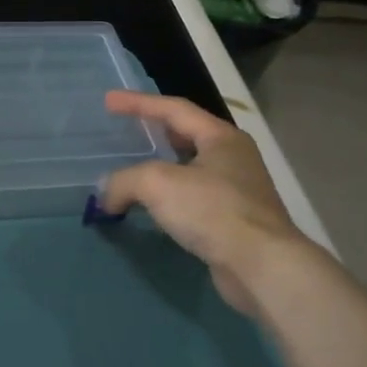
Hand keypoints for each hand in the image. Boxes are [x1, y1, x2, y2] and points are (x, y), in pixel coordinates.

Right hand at [98, 92, 318, 322]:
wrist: (261, 266)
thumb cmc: (212, 210)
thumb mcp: (157, 183)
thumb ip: (123, 181)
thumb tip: (105, 195)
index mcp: (221, 137)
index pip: (174, 109)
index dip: (138, 103)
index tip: (109, 100)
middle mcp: (233, 158)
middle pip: (186, 136)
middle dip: (154, 132)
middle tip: (125, 131)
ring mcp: (237, 191)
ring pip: (189, 170)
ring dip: (160, 168)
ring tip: (133, 170)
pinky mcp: (234, 222)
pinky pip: (193, 199)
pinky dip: (168, 198)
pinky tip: (152, 208)